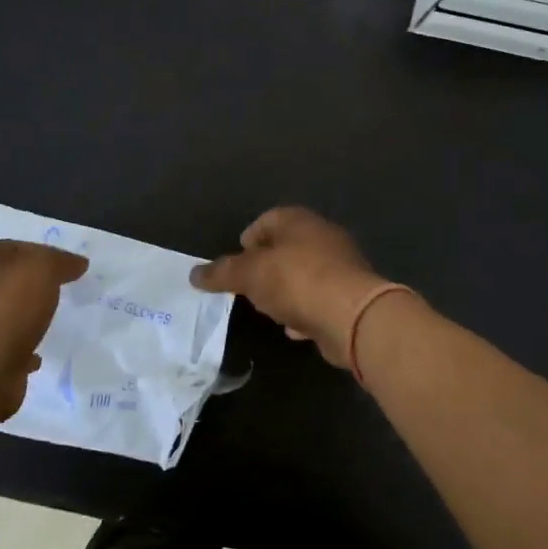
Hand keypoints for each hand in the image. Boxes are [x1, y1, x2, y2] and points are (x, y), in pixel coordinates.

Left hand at [0, 240, 88, 420]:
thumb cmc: (5, 312)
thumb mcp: (39, 270)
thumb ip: (58, 261)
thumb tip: (76, 263)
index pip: (14, 247)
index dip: (43, 252)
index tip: (69, 266)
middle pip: (8, 280)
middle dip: (34, 284)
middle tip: (64, 291)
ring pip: (5, 313)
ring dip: (27, 316)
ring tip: (52, 321)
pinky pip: (5, 346)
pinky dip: (21, 347)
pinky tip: (38, 354)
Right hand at [190, 207, 390, 368]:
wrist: (353, 316)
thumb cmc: (296, 281)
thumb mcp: (249, 275)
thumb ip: (221, 273)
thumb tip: (194, 274)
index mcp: (298, 220)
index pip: (265, 221)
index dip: (246, 242)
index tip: (235, 267)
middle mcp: (322, 236)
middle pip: (285, 248)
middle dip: (265, 269)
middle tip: (248, 289)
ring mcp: (340, 266)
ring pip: (303, 275)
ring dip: (285, 291)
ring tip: (269, 310)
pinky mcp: (351, 296)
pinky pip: (319, 300)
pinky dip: (305, 311)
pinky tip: (294, 328)